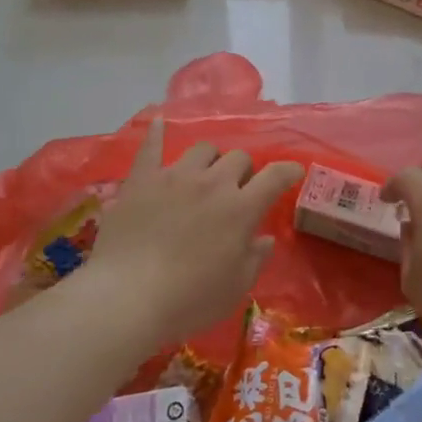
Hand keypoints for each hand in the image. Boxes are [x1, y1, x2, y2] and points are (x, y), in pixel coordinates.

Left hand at [82, 118, 303, 345]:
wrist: (128, 295)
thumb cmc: (189, 298)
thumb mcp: (235, 288)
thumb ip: (255, 258)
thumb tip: (264, 239)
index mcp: (240, 209)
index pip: (274, 177)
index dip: (288, 171)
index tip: (293, 172)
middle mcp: (211, 183)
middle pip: (237, 158)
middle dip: (243, 170)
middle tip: (237, 190)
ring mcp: (174, 176)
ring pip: (202, 149)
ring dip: (210, 159)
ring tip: (205, 174)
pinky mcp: (142, 180)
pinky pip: (151, 148)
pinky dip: (156, 134)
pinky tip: (158, 123)